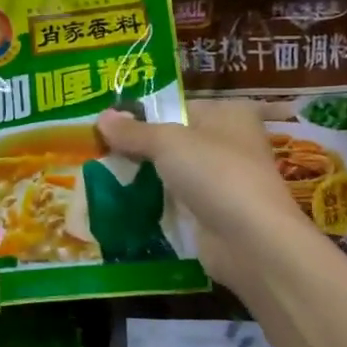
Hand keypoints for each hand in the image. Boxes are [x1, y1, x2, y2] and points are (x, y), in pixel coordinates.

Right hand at [95, 99, 311, 298]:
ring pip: (171, 172)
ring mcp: (221, 181)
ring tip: (99, 174)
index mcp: (228, 113)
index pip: (177, 105)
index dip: (142, 112)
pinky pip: (174, 201)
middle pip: (173, 139)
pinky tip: (120, 203)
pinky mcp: (212, 214)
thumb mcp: (167, 142)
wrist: (250, 241)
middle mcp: (228, 143)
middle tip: (96, 148)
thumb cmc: (215, 173)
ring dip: (143, 176)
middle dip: (138, 145)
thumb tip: (101, 117)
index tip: (105, 122)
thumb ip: (133, 130)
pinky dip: (153, 203)